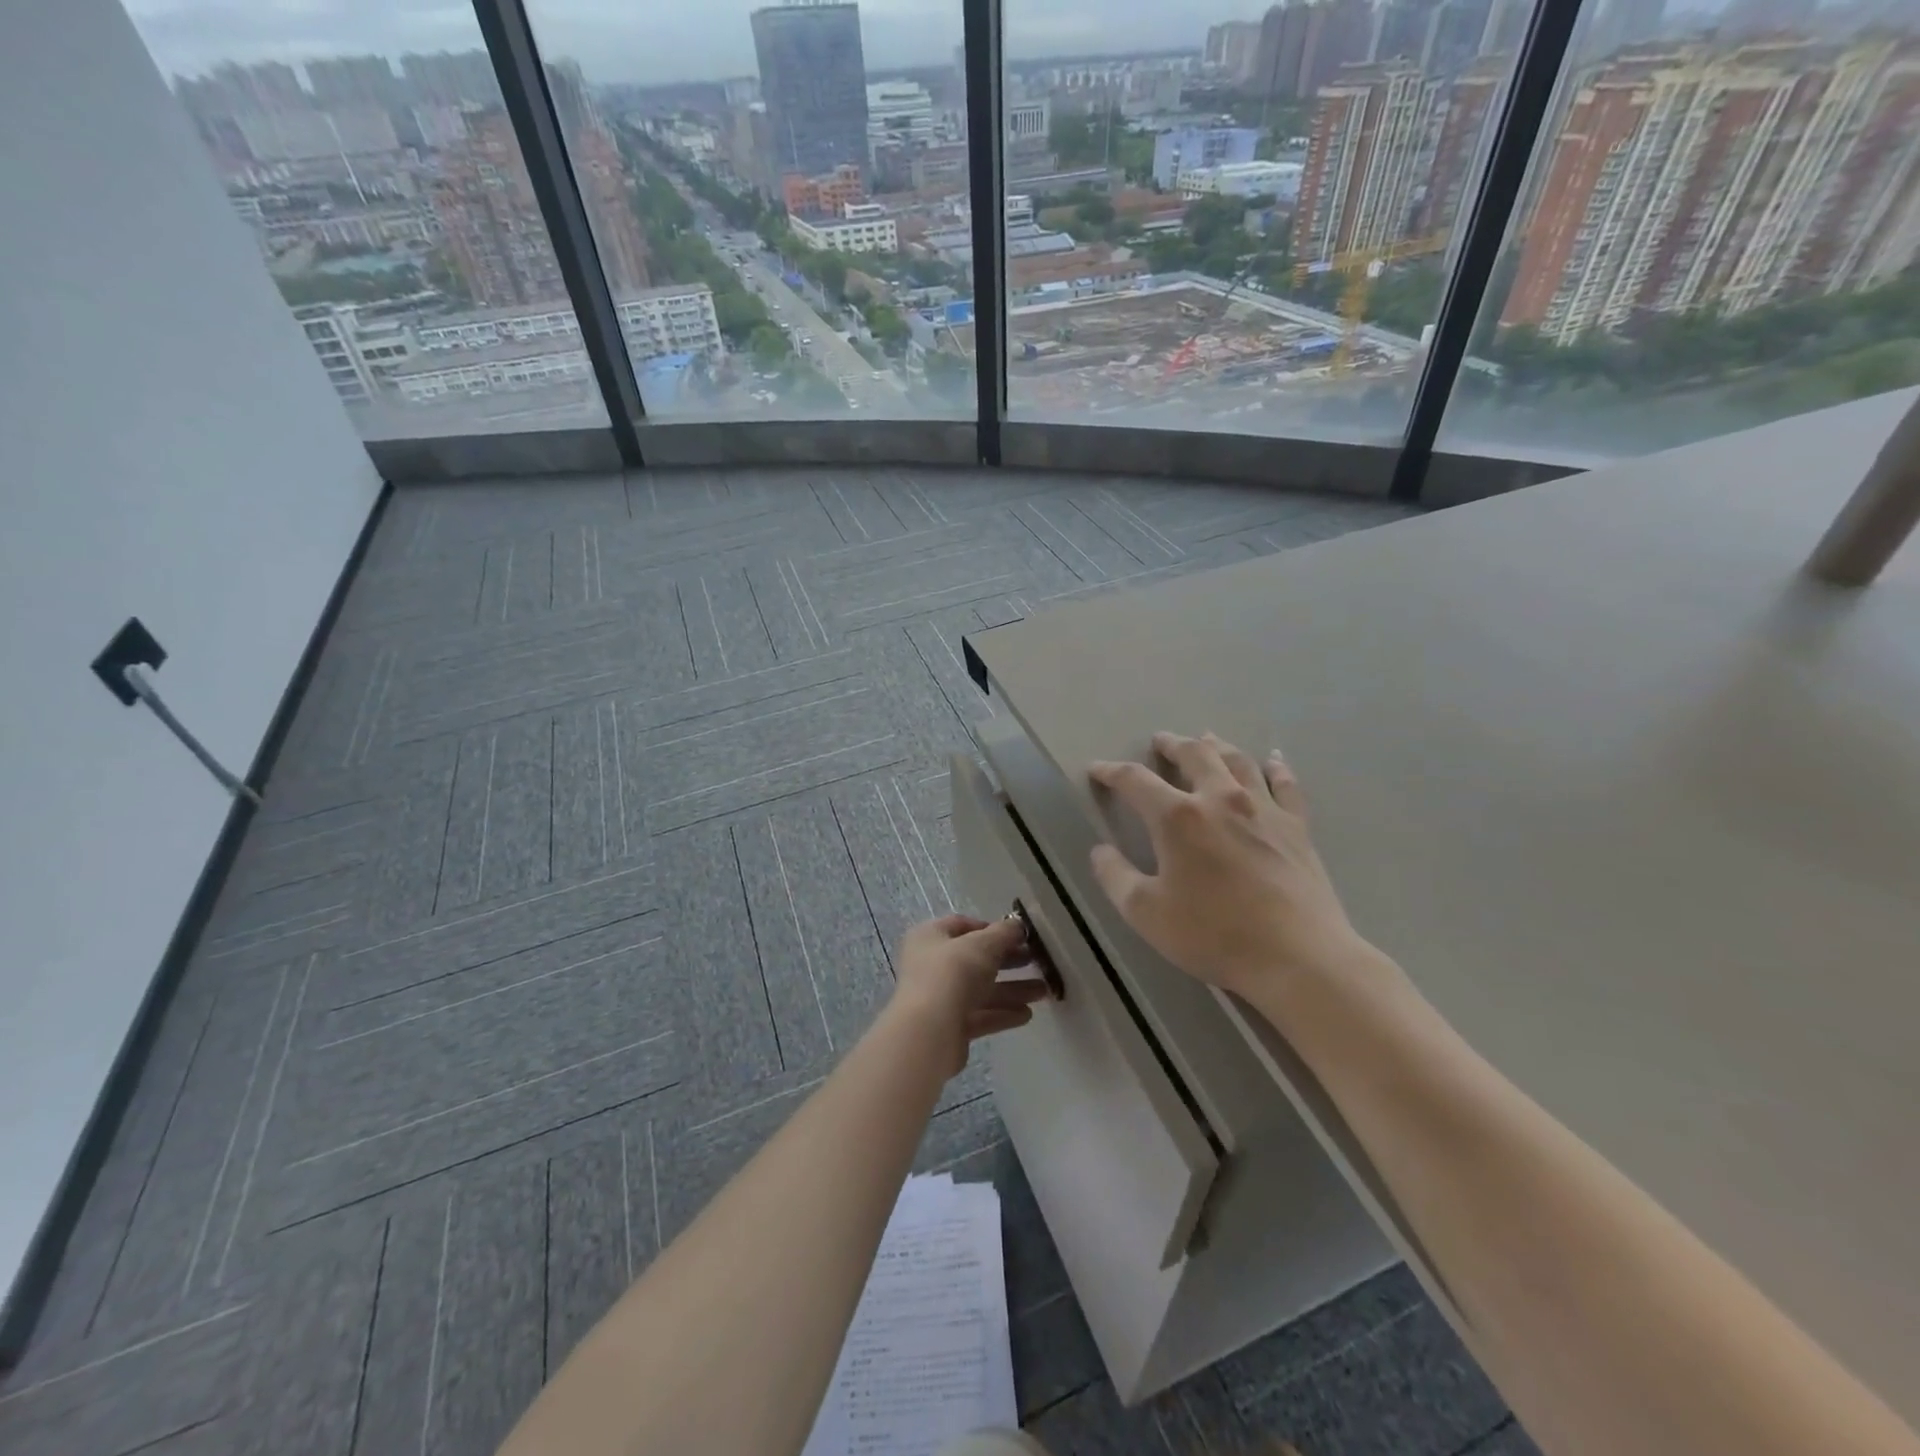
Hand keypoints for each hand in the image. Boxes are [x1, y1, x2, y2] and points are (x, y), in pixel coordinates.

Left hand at [888, 915, 1046, 1079]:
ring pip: (980, 989)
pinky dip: (1002, 1013)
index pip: (962, 925)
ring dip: (1012, 989)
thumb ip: (1003, 933)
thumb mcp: (982, 945)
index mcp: (930, 937)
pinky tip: (1027, 1014)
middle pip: (975, 959)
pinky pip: (980, 1015)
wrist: (928, 1032)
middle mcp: (930, 964)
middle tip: (1036, 962)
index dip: (991, 928)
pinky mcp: (949, 1026)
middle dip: (1008, 961)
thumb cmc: (952, 973)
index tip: (1019, 936)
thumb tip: (1018, 925)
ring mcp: (939, 997)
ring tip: (1043, 992)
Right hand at [1088, 732, 1372, 998]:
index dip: (1111, 772)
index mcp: (1178, 817)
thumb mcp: (1146, 913)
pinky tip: (1272, 759)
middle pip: (1194, 755)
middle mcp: (1220, 799)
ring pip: (1237, 760)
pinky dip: (1275, 767)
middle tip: (1160, 741)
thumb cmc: (1214, 934)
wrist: (1298, 957)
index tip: (1097, 769)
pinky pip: (1285, 785)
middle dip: (1172, 745)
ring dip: (1216, 746)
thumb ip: (1115, 877)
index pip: (1135, 781)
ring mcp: (1263, 809)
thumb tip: (1100, 851)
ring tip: (1206, 739)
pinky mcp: (1296, 827)